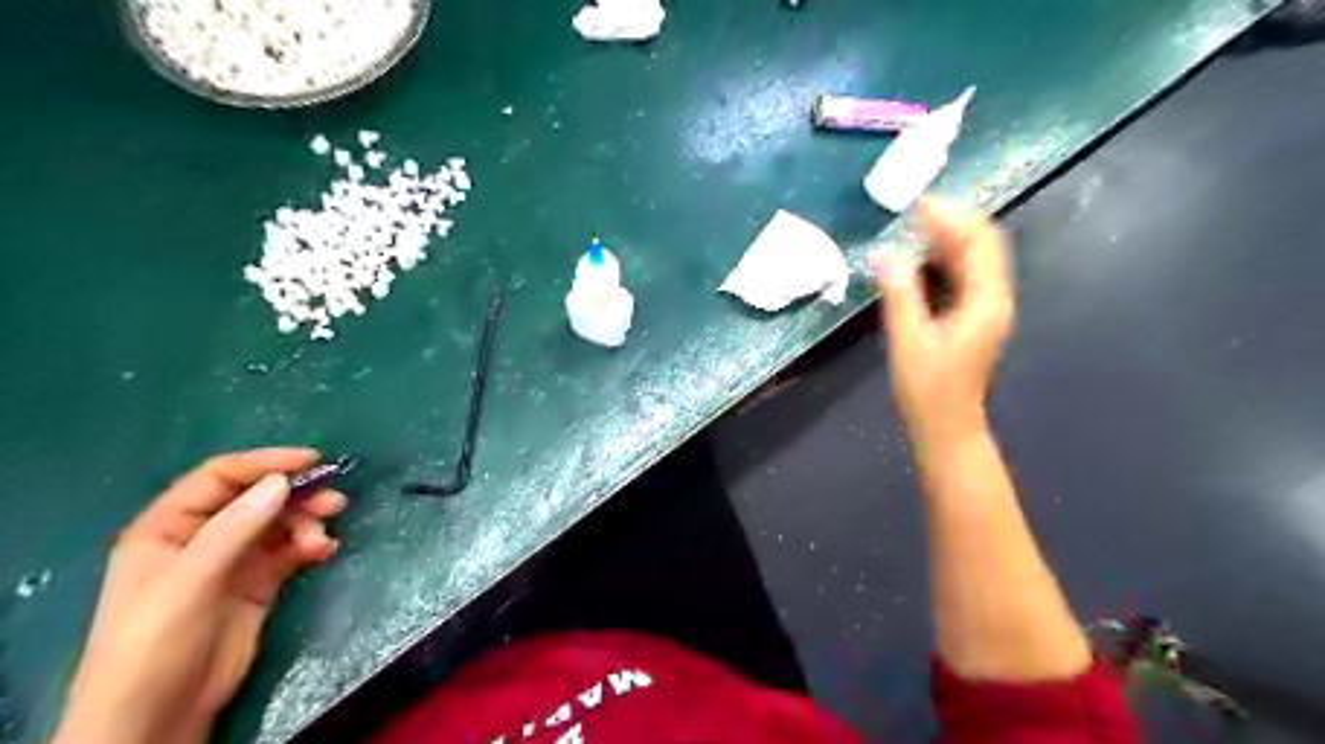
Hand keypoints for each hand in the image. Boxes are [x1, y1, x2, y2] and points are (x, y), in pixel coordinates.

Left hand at [55, 447, 345, 743]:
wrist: (158, 717)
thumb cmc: (154, 644)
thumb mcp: (189, 582)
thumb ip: (235, 529)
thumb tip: (282, 481)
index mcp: (168, 527)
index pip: (220, 478)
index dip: (264, 464)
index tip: (311, 461)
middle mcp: (202, 537)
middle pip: (257, 498)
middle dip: (296, 495)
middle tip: (334, 502)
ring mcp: (232, 561)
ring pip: (279, 523)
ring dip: (307, 522)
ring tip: (324, 536)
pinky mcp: (257, 584)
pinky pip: (290, 551)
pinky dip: (309, 546)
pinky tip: (322, 552)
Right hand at [872, 198, 1017, 448]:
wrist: (946, 428)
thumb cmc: (928, 389)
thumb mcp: (908, 340)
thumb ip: (899, 294)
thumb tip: (885, 252)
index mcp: (985, 301)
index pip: (978, 242)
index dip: (951, 217)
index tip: (916, 204)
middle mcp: (994, 298)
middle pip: (983, 244)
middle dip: (951, 221)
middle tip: (912, 211)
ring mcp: (987, 308)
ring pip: (974, 259)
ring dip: (947, 239)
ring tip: (912, 227)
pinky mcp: (974, 317)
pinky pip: (964, 275)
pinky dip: (944, 259)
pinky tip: (918, 258)